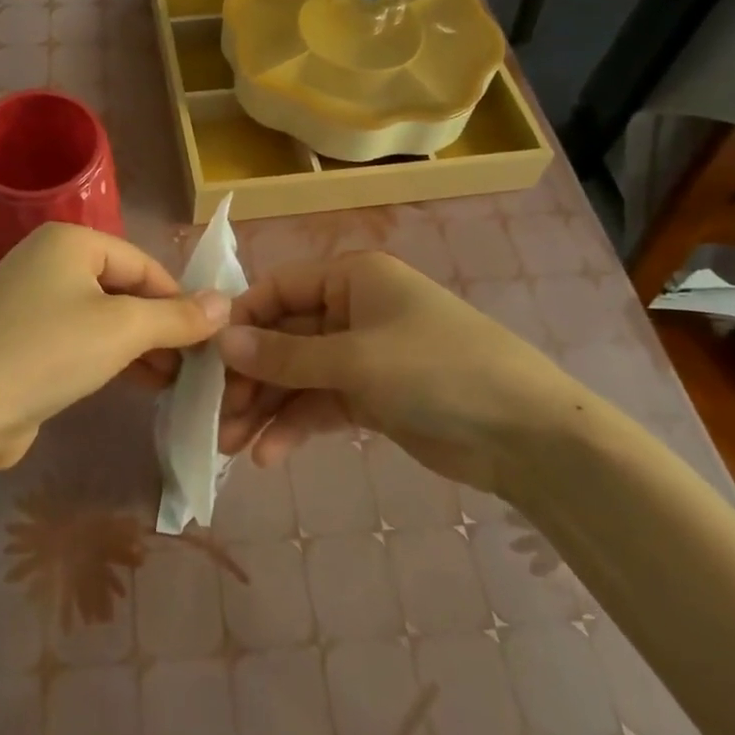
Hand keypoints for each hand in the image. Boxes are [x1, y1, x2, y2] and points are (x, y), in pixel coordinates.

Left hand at [0, 224, 229, 473]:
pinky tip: (136, 382)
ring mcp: (29, 298)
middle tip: (191, 365)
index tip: (208, 339)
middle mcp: (47, 259)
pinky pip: (77, 336)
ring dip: (139, 345)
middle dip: (159, 326)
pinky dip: (108, 355)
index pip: (142, 264)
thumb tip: (225, 304)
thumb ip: (178, 316)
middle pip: (122, 288)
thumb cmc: (51, 352)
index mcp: (69, 240)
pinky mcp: (20, 335)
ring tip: (171, 380)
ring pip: (101, 315)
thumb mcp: (123, 330)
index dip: (179, 300)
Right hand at [215, 253, 593, 493]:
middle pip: (283, 337)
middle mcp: (352, 310)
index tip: (207, 360)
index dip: (241, 321)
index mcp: (351, 278)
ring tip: (232, 447)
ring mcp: (361, 355)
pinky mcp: (372, 397)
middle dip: (249, 376)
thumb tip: (220, 342)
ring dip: (265, 407)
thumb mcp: (355, 360)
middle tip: (216, 417)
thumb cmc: (437, 370)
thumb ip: (285, 355)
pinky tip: (269, 457)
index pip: (278, 289)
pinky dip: (295, 426)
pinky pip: (320, 404)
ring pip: (297, 375)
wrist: (528, 435)